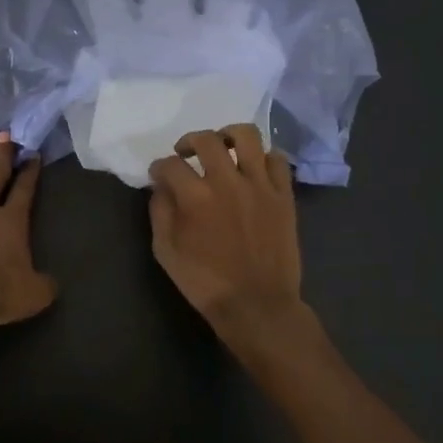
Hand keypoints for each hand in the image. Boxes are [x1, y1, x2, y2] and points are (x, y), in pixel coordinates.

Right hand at [148, 124, 318, 361]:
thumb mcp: (166, 252)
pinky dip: (263, 157)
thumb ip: (160, 212)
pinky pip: (277, 160)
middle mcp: (228, 183)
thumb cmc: (206, 283)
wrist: (257, 306)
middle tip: (186, 153)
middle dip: (189, 141)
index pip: (170, 164)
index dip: (159, 166)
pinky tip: (253, 168)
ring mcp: (260, 186)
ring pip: (247, 136)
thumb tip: (161, 187)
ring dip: (229, 136)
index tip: (159, 174)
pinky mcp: (283, 195)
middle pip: (207, 140)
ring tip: (223, 147)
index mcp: (196, 198)